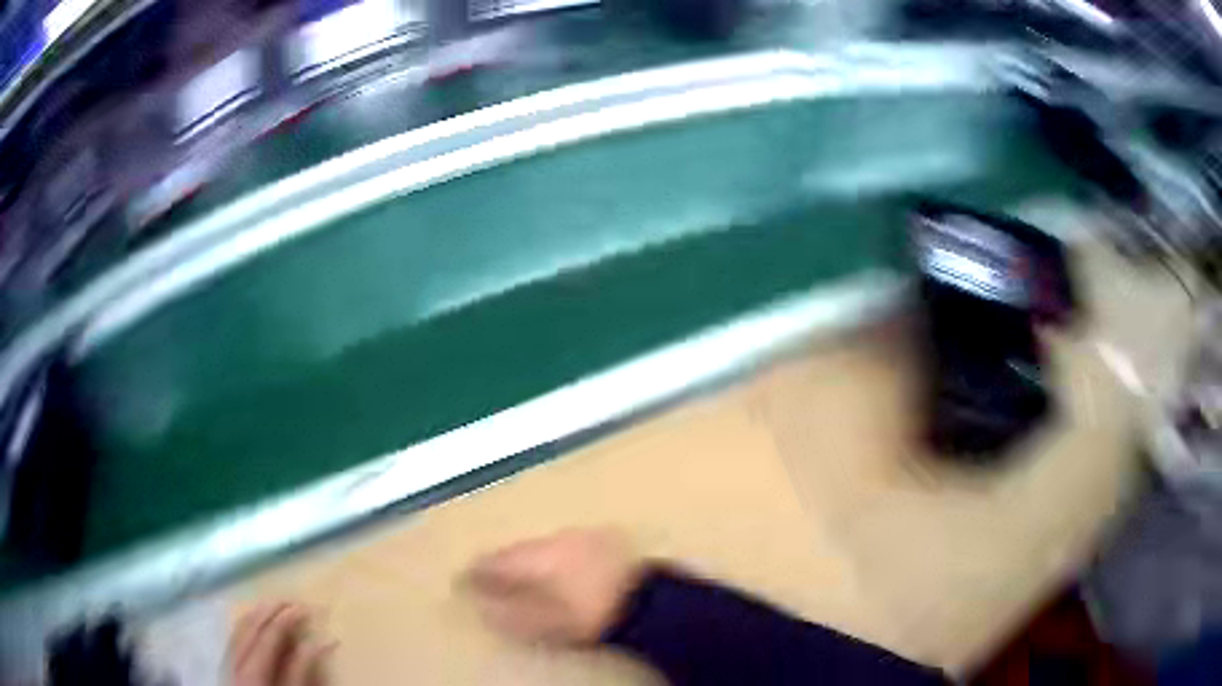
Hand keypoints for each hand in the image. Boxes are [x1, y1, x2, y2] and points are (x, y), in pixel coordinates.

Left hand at [230, 603, 335, 685]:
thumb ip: (303, 672)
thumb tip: (319, 642)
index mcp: (253, 671)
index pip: (270, 636)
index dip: (287, 620)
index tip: (304, 607)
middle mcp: (235, 661)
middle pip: (250, 627)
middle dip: (270, 611)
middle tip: (290, 600)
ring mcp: (227, 663)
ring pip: (238, 629)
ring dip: (256, 615)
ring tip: (272, 604)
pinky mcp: (226, 667)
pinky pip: (233, 638)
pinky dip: (244, 625)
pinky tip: (253, 621)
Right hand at [465, 529, 644, 644]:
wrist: (648, 600)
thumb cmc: (591, 614)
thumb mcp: (547, 623)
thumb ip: (511, 614)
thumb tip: (483, 607)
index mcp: (537, 558)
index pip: (496, 561)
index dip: (477, 571)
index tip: (462, 579)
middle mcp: (555, 539)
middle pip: (518, 549)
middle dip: (501, 562)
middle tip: (487, 575)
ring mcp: (580, 535)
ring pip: (542, 544)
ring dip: (527, 557)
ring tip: (520, 573)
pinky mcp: (602, 537)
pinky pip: (564, 543)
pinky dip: (553, 554)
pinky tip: (557, 566)